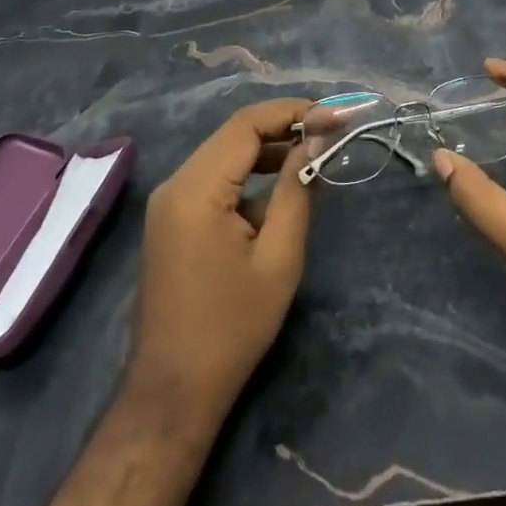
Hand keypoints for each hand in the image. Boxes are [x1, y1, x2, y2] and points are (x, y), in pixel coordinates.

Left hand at [129, 98, 314, 421]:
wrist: (173, 392)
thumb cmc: (232, 327)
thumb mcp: (279, 257)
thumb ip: (297, 189)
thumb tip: (316, 140)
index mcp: (196, 189)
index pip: (247, 124)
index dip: (294, 112)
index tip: (336, 117)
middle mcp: (175, 184)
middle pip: (234, 133)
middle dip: (284, 126)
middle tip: (331, 131)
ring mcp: (169, 202)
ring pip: (225, 153)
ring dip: (268, 148)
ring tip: (314, 153)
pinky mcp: (172, 218)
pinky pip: (215, 177)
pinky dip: (249, 172)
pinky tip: (282, 184)